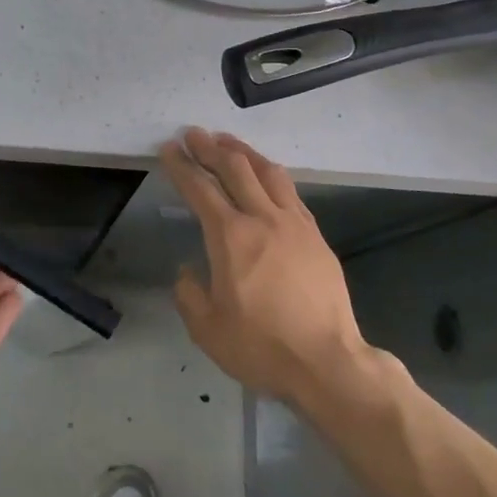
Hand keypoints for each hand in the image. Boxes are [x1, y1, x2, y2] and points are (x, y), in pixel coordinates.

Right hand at [160, 128, 373, 406]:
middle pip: (234, 169)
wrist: (327, 362)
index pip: (200, 189)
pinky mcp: (316, 236)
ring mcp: (294, 224)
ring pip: (268, 172)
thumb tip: (188, 272)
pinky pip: (290, 192)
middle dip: (210, 147)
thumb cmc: (261, 347)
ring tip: (228, 142)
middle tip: (194, 134)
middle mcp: (262, 219)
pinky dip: (272, 175)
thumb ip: (189, 294)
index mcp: (230, 237)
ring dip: (244, 152)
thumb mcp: (207, 329)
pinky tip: (267, 176)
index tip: (170, 148)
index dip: (182, 166)